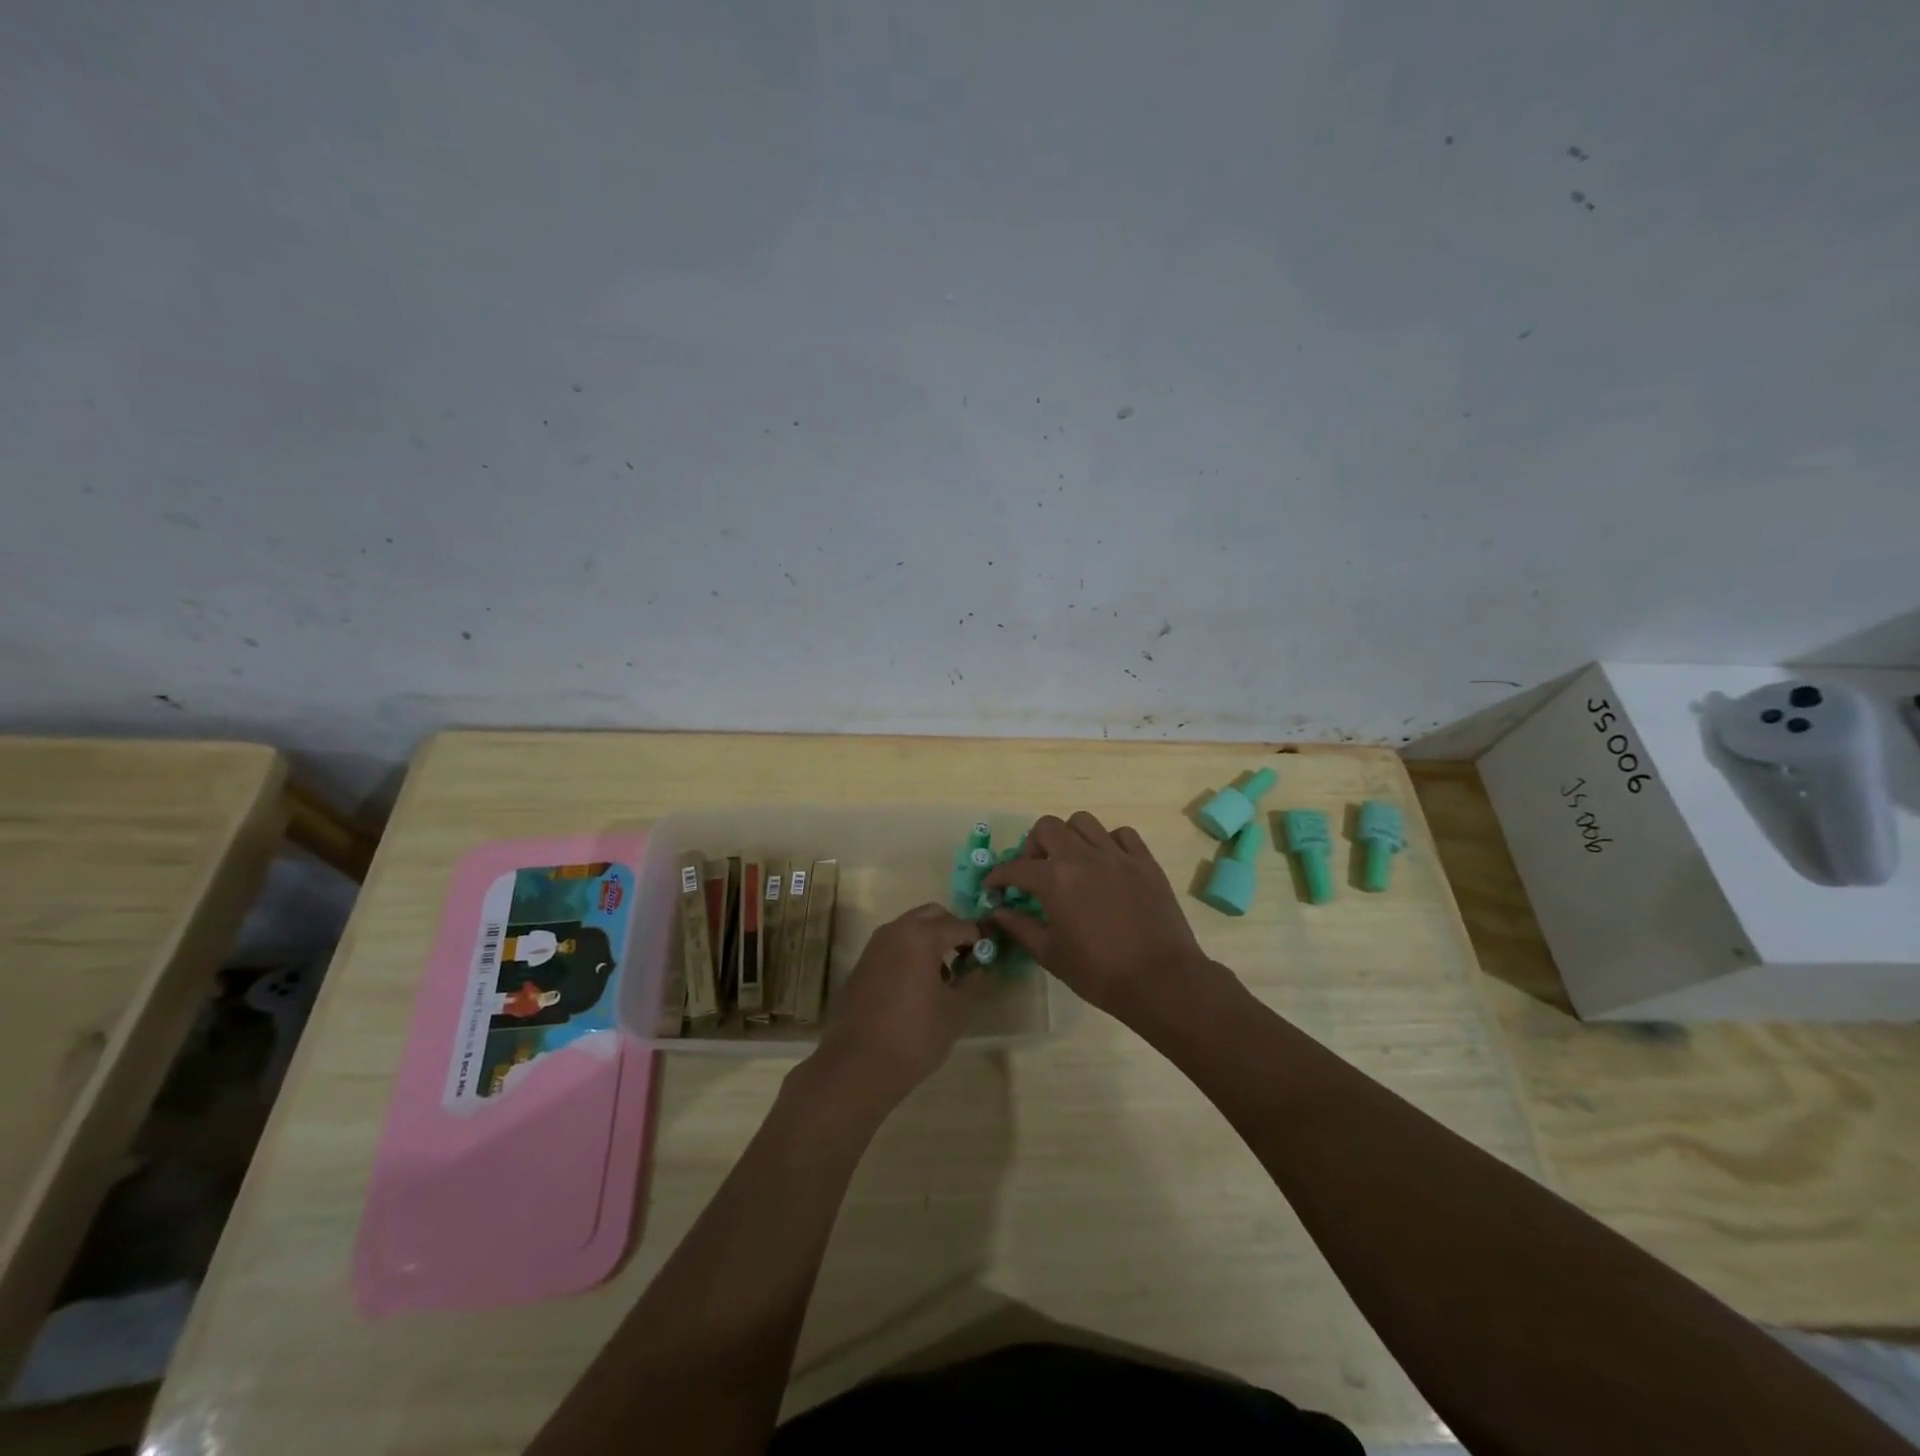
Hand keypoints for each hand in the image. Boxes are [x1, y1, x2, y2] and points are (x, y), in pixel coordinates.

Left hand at [809, 904, 984, 1112]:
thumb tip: (982, 968)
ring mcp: (876, 945)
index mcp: (923, 936)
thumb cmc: (915, 1035)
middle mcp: (897, 930)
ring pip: (910, 927)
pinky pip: (894, 944)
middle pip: (932, 915)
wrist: (859, 1064)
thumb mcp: (956, 1011)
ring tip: (944, 975)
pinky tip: (918, 984)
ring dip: (930, 939)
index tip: (990, 954)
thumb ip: (974, 983)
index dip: (980, 938)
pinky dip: (911, 952)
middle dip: (953, 930)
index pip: (961, 925)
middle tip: (967, 958)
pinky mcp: (863, 963)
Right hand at [985, 812, 1212, 1023]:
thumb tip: (997, 912)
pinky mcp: (1145, 862)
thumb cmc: (1099, 973)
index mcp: (1055, 879)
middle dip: (1033, 845)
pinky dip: (1108, 842)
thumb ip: (1020, 928)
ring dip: (1069, 837)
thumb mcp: (1051, 954)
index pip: (1016, 867)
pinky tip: (1107, 863)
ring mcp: (1117, 855)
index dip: (999, 876)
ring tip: (1071, 862)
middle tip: (1035, 870)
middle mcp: (1083, 856)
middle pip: (1048, 827)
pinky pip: (1122, 834)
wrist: (1161, 980)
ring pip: (1084, 822)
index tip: (993, 887)